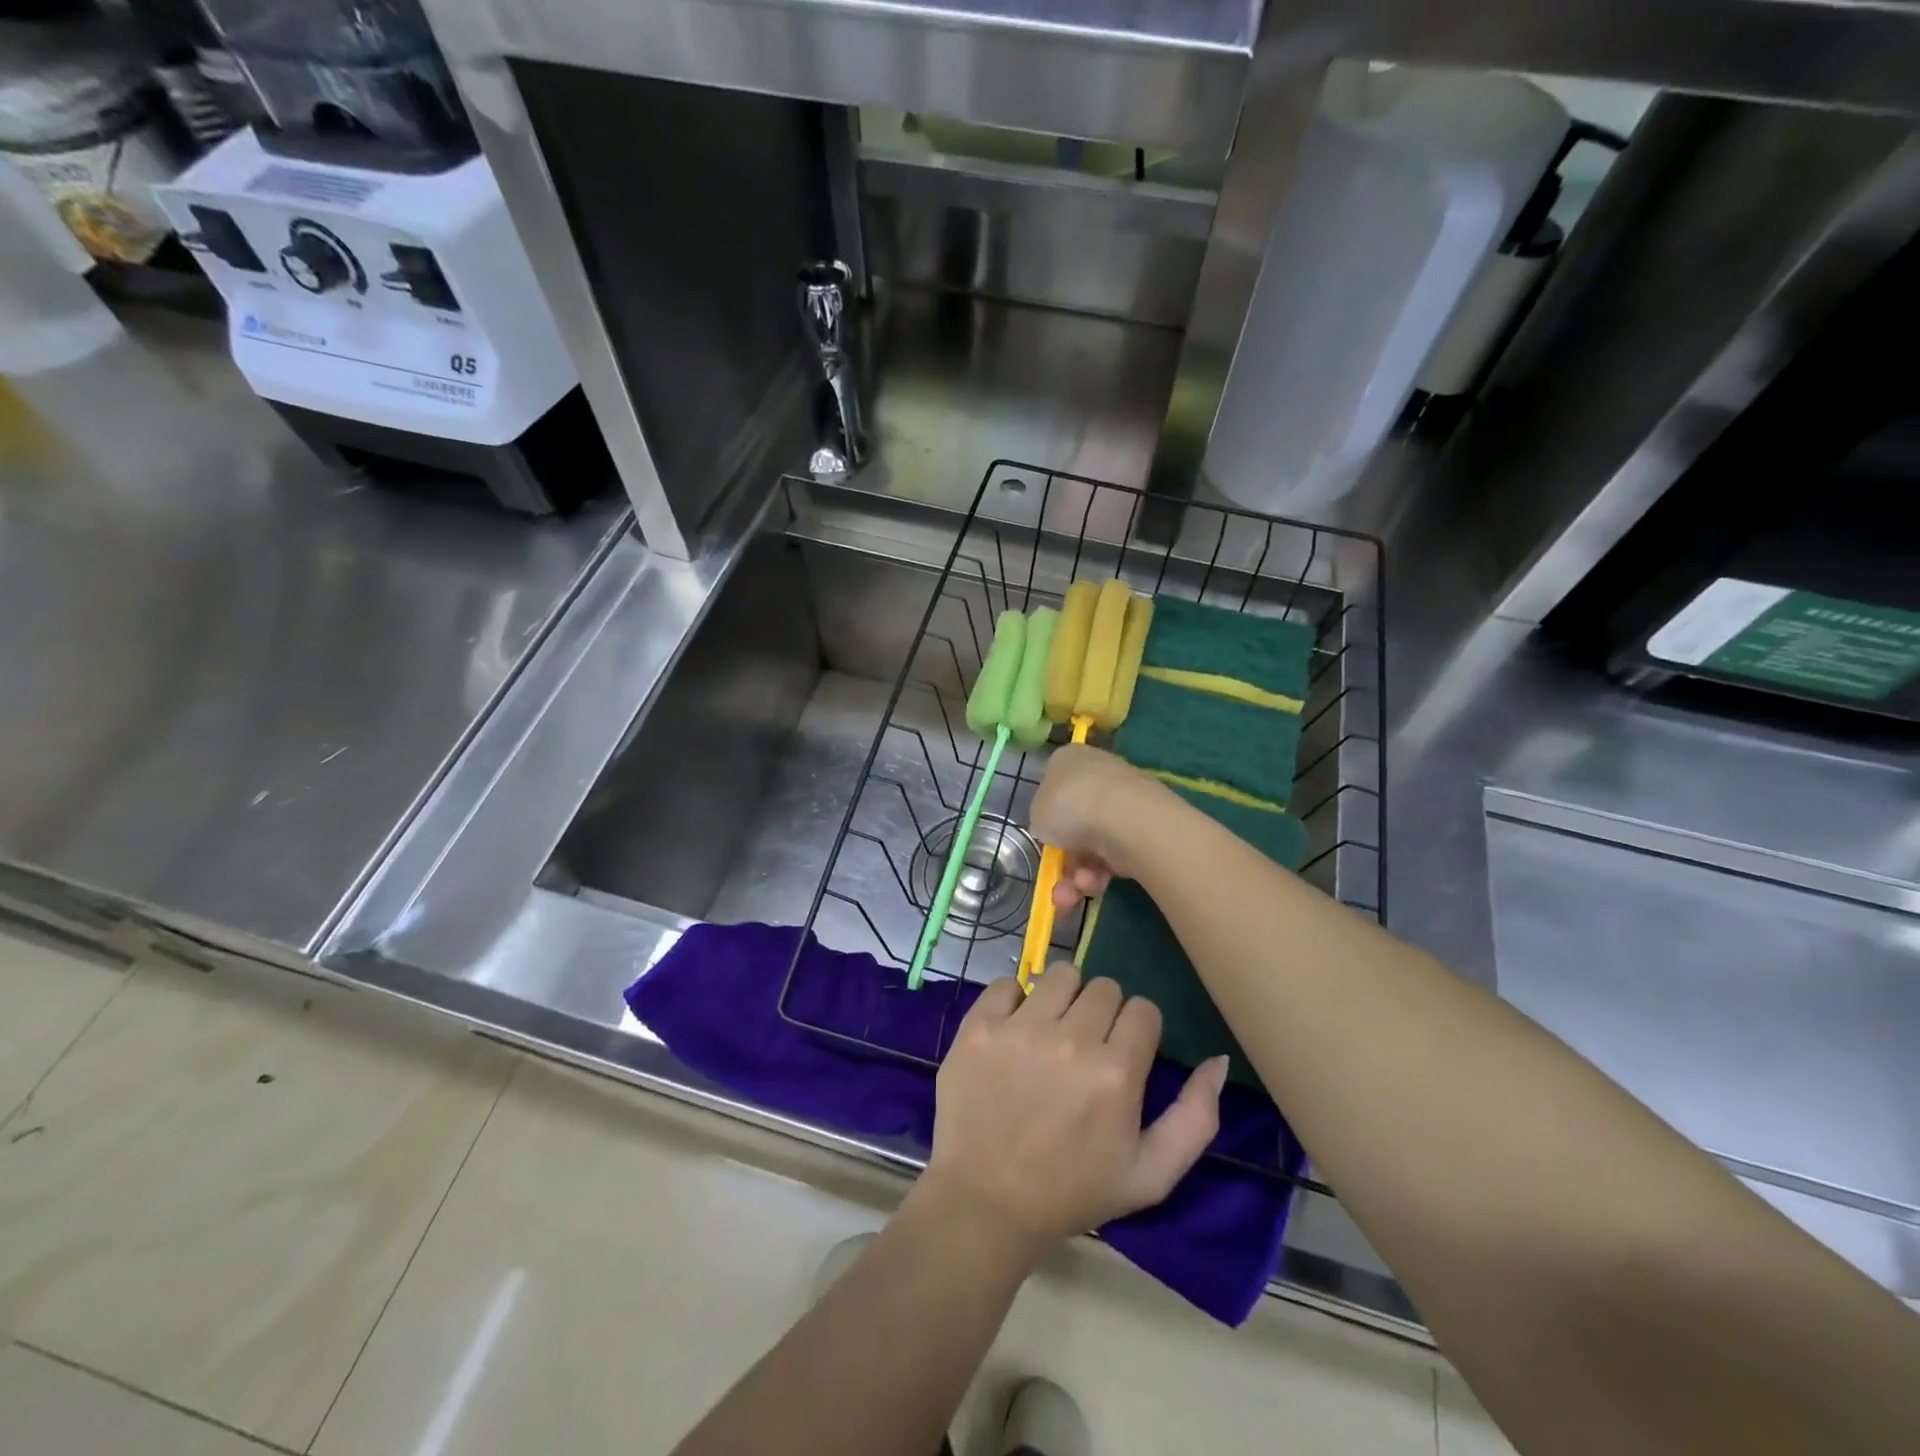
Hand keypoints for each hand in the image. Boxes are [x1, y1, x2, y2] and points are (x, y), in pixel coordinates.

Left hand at [923, 964, 1227, 1253]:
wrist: (986, 1201)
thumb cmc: (1071, 1191)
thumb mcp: (1151, 1175)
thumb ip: (1196, 1118)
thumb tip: (1218, 1061)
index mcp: (1116, 1072)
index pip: (1144, 1009)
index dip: (1138, 1030)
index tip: (1124, 1053)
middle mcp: (1070, 1039)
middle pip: (1104, 987)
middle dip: (1103, 1012)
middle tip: (1087, 1047)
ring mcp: (1020, 1028)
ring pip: (1060, 975)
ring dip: (1064, 997)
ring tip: (1052, 1031)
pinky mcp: (979, 1026)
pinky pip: (1007, 983)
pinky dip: (1014, 1000)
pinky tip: (1014, 1031)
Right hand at [1028, 745, 1174, 911]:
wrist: (1124, 817)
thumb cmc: (1069, 805)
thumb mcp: (1037, 812)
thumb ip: (1043, 819)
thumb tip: (1055, 826)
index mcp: (1070, 760)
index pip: (1055, 785)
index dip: (1047, 816)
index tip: (1044, 839)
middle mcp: (1099, 775)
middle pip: (1075, 823)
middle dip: (1064, 861)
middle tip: (1056, 887)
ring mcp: (1125, 802)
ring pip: (1093, 846)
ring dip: (1077, 877)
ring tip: (1071, 895)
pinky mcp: (1146, 829)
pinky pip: (1115, 856)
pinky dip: (1101, 875)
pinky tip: (1094, 885)